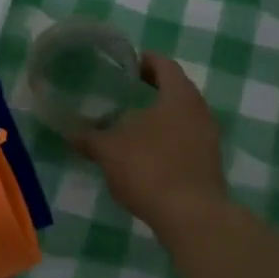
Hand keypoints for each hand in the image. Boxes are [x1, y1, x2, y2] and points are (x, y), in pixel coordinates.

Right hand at [76, 53, 227, 230]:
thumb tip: (70, 132)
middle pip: (176, 90)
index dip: (145, 60)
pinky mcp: (208, 164)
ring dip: (158, 116)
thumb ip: (89, 138)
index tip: (126, 63)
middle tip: (123, 91)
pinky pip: (185, 140)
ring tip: (129, 123)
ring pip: (181, 117)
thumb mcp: (109, 150)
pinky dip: (166, 139)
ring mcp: (208, 139)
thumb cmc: (150, 169)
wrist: (191, 217)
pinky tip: (144, 153)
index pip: (165, 65)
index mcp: (179, 96)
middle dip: (151, 89)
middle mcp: (200, 111)